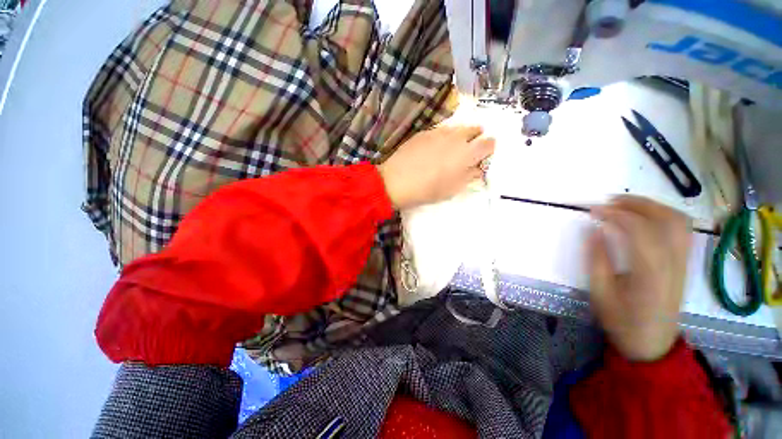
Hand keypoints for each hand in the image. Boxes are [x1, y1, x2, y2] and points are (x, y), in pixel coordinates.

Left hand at [378, 125, 494, 209]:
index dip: (489, 149)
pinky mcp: (425, 132)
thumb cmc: (427, 190)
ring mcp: (439, 132)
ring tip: (450, 151)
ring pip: (458, 128)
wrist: (396, 181)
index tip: (482, 158)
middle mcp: (456, 137)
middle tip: (467, 153)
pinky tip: (434, 149)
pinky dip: (444, 137)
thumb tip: (478, 168)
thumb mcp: (452, 189)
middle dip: (476, 139)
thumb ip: (469, 176)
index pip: (489, 143)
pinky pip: (441, 130)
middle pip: (475, 129)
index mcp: (466, 153)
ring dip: (460, 137)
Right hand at [588, 196, 691, 361]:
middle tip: (608, 201)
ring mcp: (683, 262)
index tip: (593, 210)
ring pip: (678, 221)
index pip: (640, 231)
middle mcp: (673, 263)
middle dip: (635, 203)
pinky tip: (645, 216)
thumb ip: (597, 259)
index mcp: (650, 274)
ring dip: (652, 205)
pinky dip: (664, 214)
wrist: (652, 343)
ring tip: (625, 204)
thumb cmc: (622, 320)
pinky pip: (682, 229)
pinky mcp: (684, 262)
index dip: (615, 215)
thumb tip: (594, 230)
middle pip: (665, 219)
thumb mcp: (600, 293)